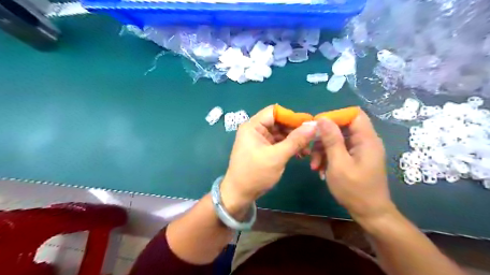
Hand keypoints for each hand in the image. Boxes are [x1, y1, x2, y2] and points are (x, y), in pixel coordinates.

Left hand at [220, 105, 315, 212]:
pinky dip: (289, 146)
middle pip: (278, 122)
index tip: (309, 124)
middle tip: (311, 138)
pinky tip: (300, 153)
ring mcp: (259, 139)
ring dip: (294, 139)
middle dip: (295, 130)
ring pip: (280, 132)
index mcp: (253, 126)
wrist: (239, 194)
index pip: (274, 112)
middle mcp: (255, 129)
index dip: (292, 116)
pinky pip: (278, 142)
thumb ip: (295, 140)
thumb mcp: (277, 157)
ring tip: (307, 149)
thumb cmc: (255, 174)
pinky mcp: (263, 148)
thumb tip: (313, 126)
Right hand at [310, 110, 392, 222]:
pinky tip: (320, 169)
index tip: (318, 126)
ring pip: (337, 140)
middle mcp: (365, 141)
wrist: (369, 213)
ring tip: (313, 165)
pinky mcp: (355, 158)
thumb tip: (323, 118)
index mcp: (366, 139)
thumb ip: (331, 139)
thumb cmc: (354, 189)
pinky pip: (339, 150)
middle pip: (342, 127)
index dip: (335, 116)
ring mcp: (360, 151)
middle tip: (310, 149)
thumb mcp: (338, 164)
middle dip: (324, 137)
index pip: (353, 114)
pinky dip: (328, 157)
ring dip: (323, 150)